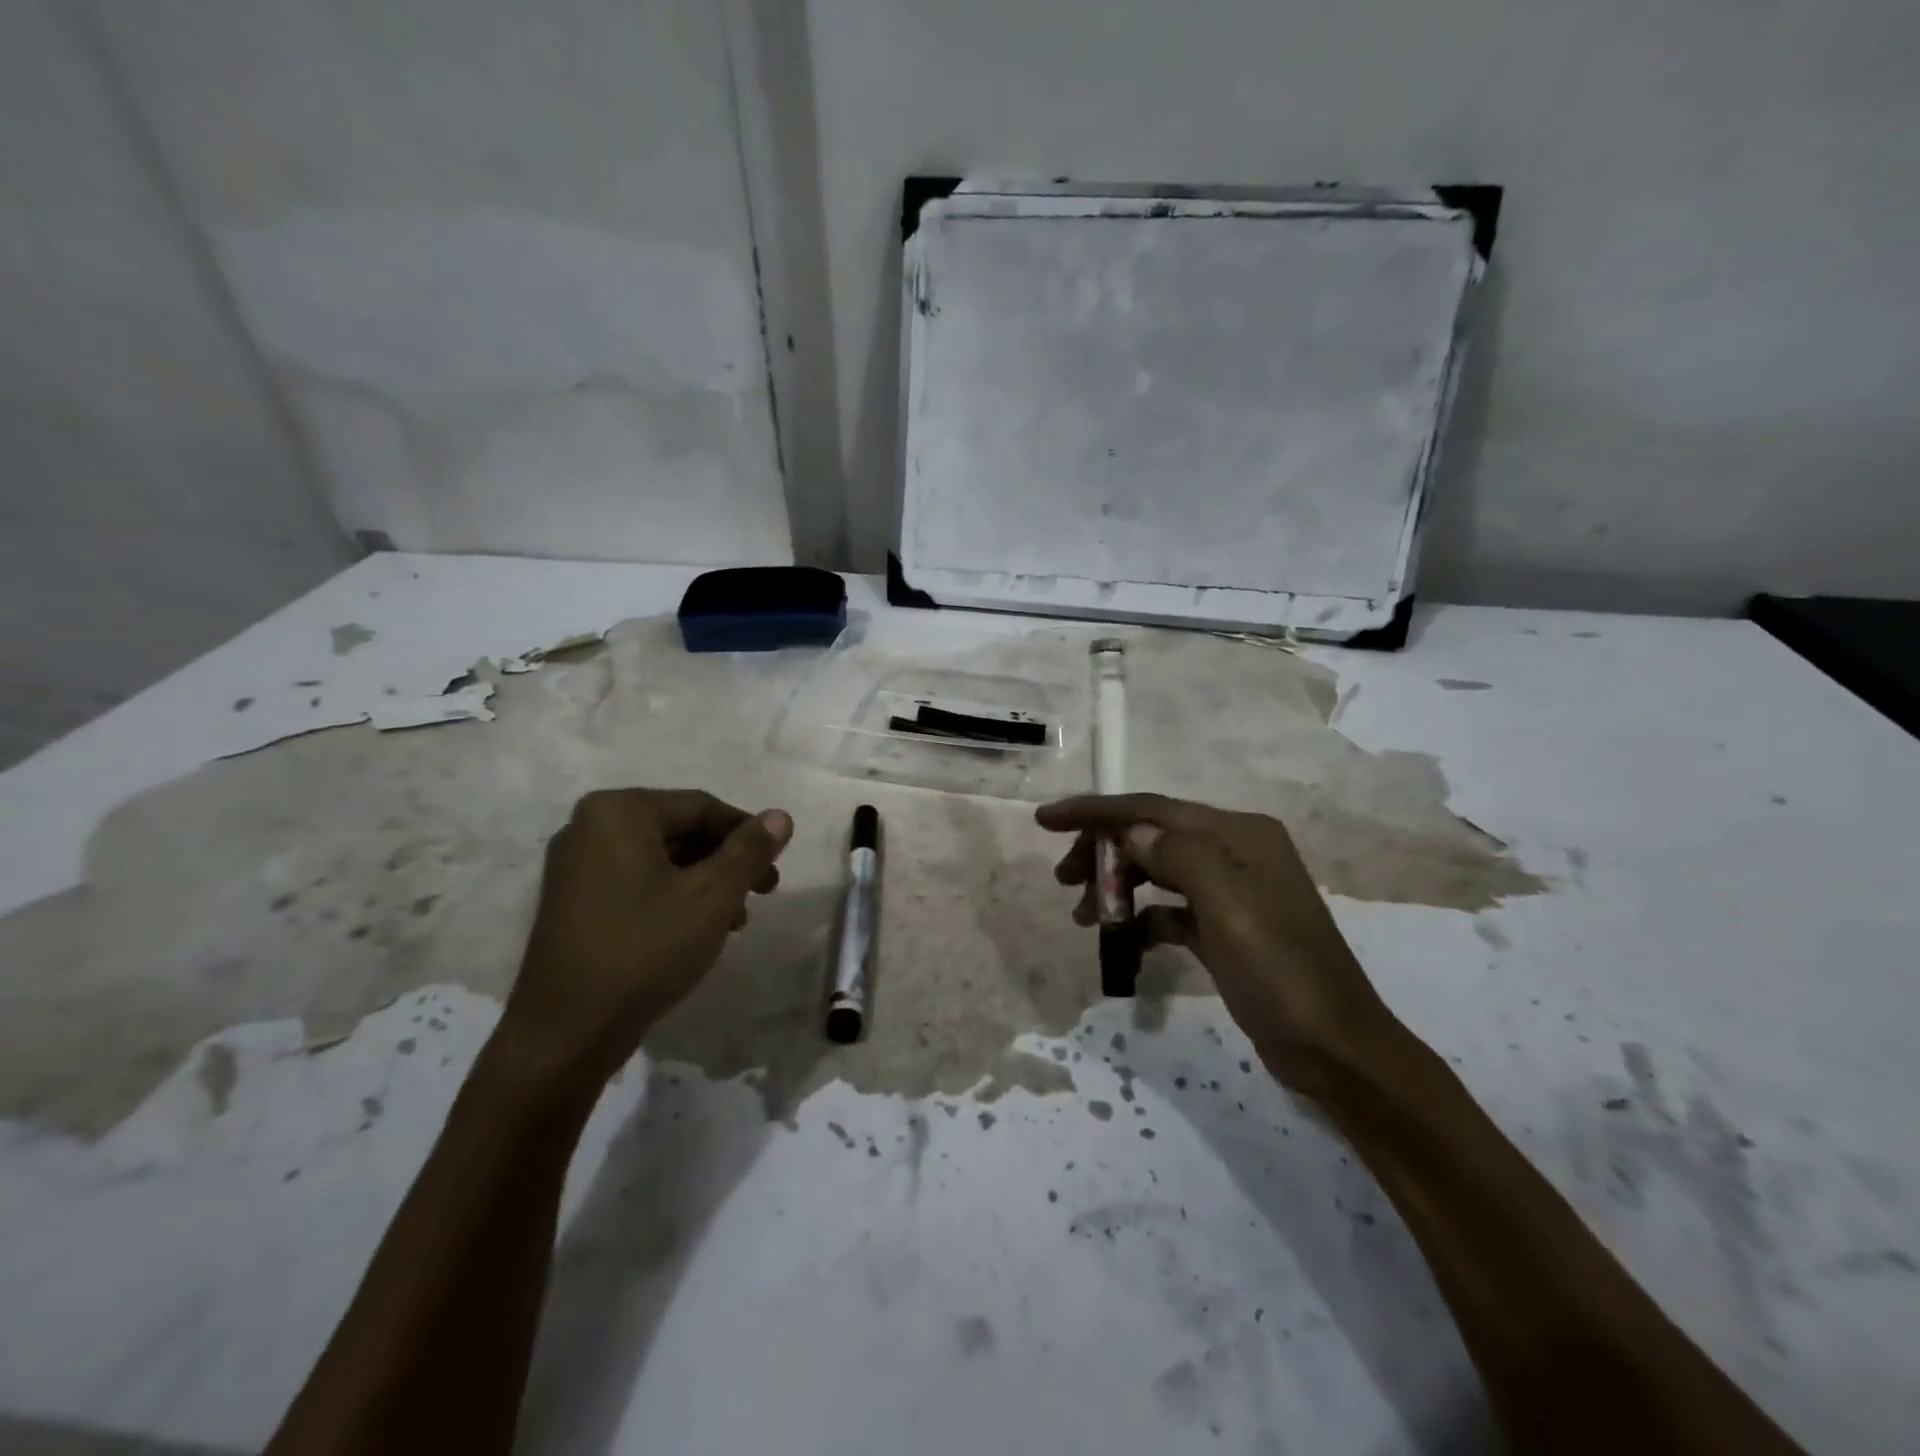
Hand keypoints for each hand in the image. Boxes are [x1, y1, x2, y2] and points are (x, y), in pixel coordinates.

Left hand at [497, 789, 791, 1089]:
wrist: (566, 1032)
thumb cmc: (646, 949)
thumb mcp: (712, 896)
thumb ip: (750, 850)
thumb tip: (780, 816)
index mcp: (620, 812)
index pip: (701, 807)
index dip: (747, 832)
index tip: (777, 864)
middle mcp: (590, 827)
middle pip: (680, 831)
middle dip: (727, 861)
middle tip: (764, 891)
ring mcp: (576, 866)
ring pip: (661, 860)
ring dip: (706, 882)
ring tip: (737, 919)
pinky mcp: (573, 902)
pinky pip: (637, 882)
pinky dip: (674, 897)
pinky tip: (700, 929)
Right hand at [1038, 793, 1397, 1094]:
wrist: (1333, 1049)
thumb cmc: (1280, 972)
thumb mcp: (1228, 907)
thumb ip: (1179, 856)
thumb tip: (1133, 833)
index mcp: (1239, 834)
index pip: (1154, 809)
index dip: (1097, 811)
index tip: (1045, 820)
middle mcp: (1235, 852)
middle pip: (1153, 836)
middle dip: (1104, 852)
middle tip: (1065, 881)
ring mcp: (1232, 891)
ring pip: (1158, 872)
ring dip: (1118, 887)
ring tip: (1085, 917)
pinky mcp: (1226, 928)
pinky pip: (1171, 909)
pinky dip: (1143, 918)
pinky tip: (1125, 941)